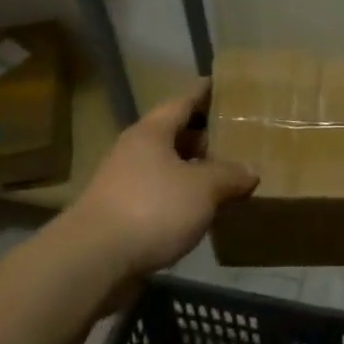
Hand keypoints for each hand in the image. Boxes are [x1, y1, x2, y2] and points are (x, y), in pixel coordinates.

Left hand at [61, 81, 257, 281]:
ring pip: (167, 166)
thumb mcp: (203, 188)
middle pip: (173, 134)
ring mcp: (124, 182)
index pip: (182, 102)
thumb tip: (249, 172)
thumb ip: (229, 176)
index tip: (222, 84)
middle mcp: (135, 151)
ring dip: (193, 168)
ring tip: (225, 174)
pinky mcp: (122, 212)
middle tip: (235, 135)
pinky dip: (182, 195)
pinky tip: (201, 208)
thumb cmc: (152, 208)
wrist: (94, 259)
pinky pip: (160, 193)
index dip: (203, 92)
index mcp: (151, 132)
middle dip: (203, 134)